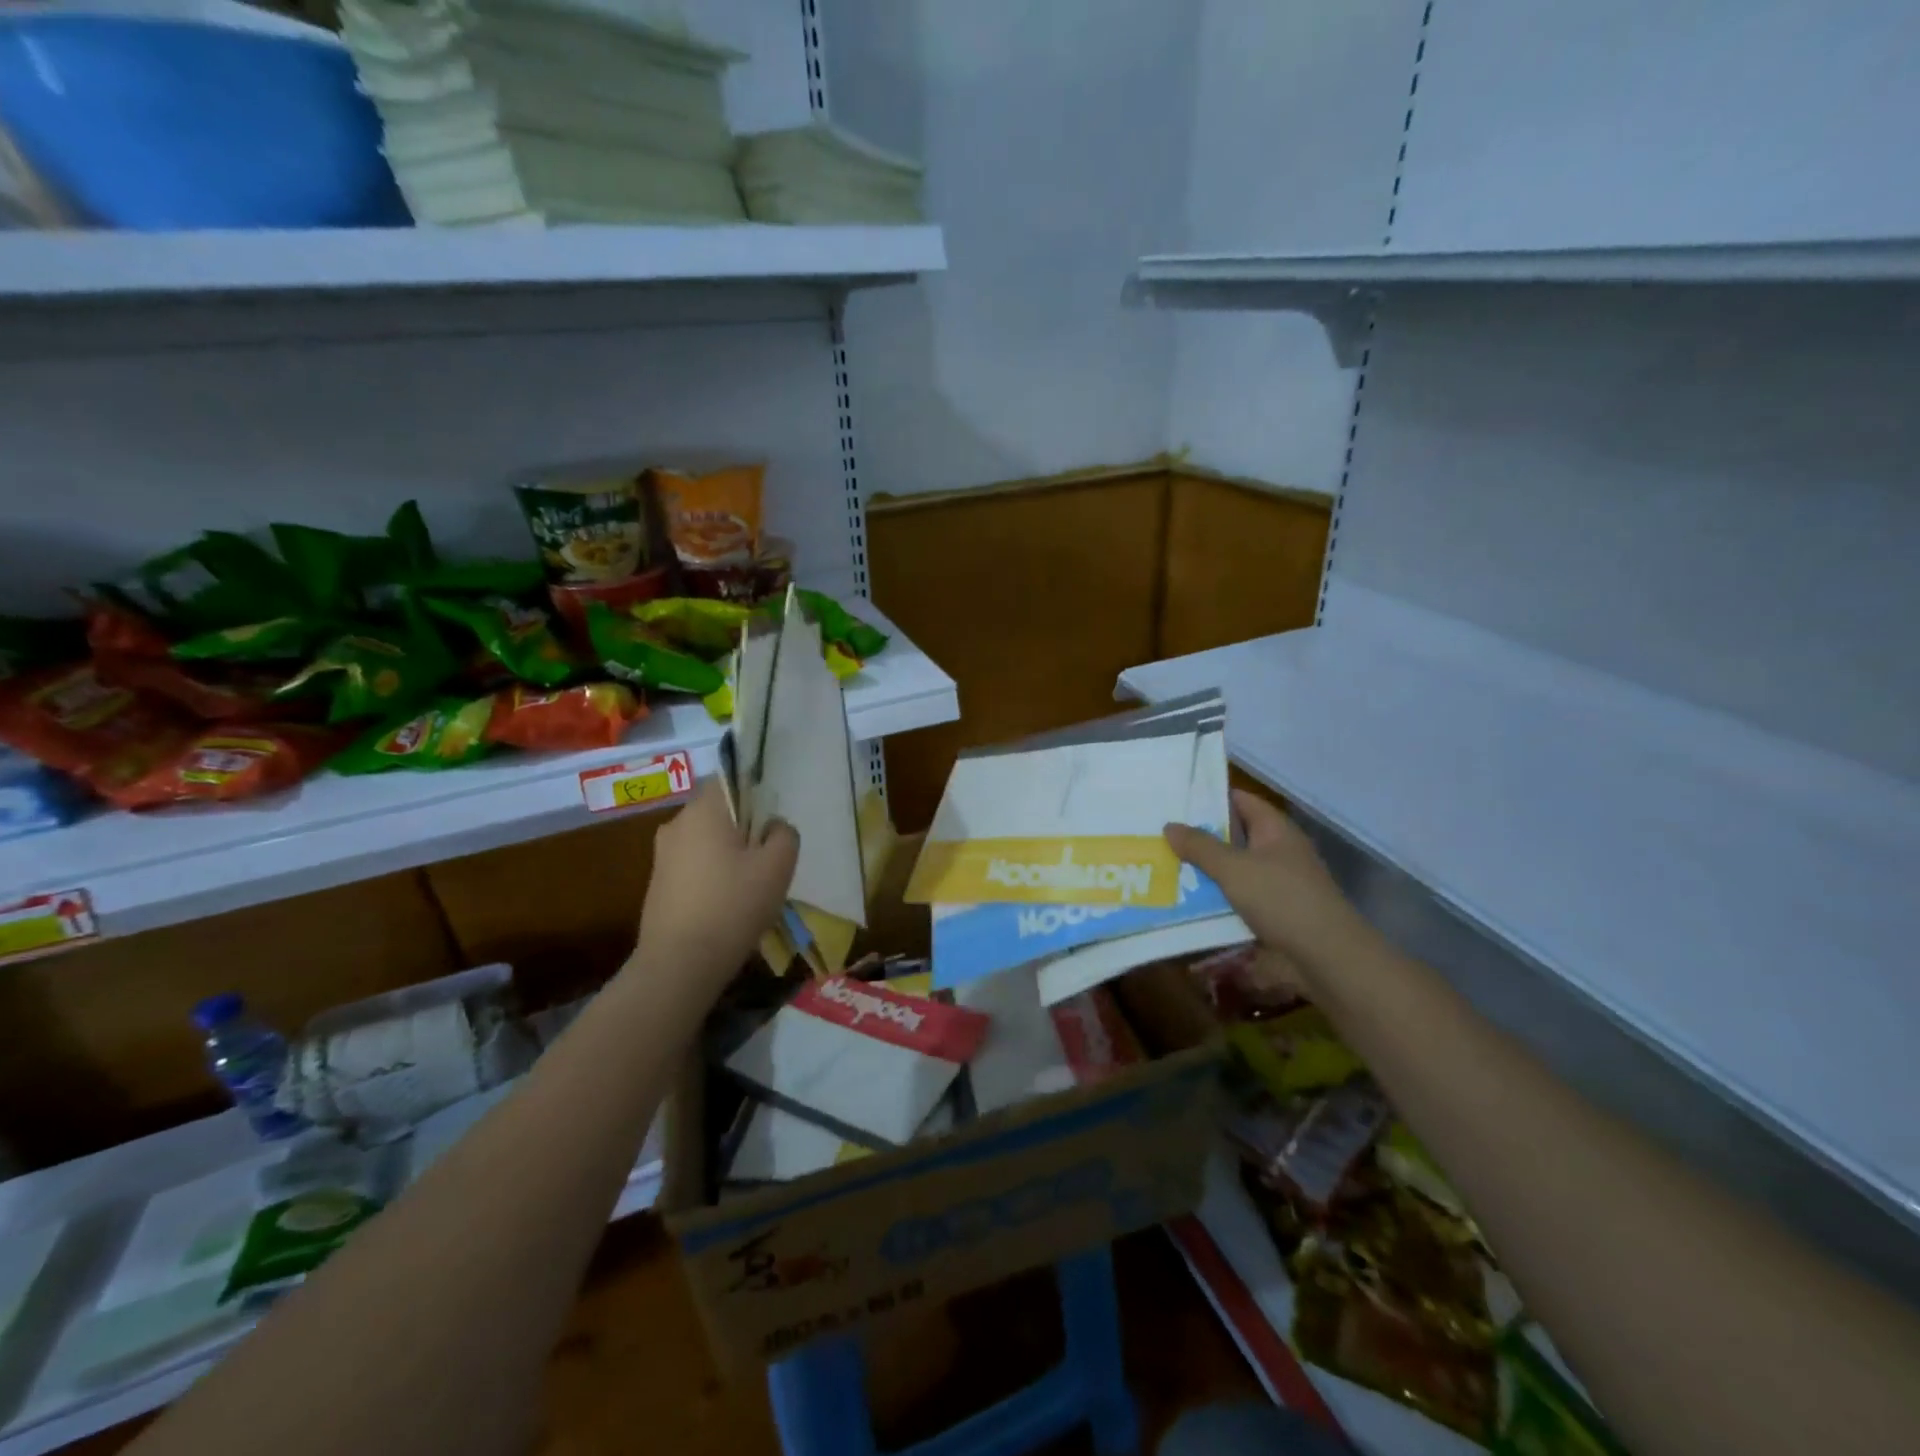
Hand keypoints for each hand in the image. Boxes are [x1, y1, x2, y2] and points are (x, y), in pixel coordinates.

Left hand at [633, 779, 798, 986]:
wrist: (679, 965)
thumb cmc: (733, 905)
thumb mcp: (778, 866)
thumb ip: (785, 834)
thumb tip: (774, 827)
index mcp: (703, 811)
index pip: (728, 780)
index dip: (754, 796)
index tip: (770, 825)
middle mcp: (676, 825)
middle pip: (718, 813)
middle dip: (744, 830)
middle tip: (767, 861)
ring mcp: (662, 857)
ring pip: (705, 843)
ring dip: (728, 856)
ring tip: (750, 889)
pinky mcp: (656, 886)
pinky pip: (693, 867)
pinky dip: (711, 878)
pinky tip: (727, 907)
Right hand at [1165, 789, 1370, 979]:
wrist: (1325, 958)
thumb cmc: (1281, 899)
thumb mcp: (1234, 868)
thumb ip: (1200, 846)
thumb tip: (1169, 825)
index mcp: (1275, 830)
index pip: (1241, 800)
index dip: (1210, 797)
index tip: (1175, 799)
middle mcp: (1277, 852)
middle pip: (1233, 837)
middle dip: (1199, 837)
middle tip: (1158, 834)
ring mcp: (1276, 884)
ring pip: (1232, 870)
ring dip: (1203, 871)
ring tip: (1161, 866)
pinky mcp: (1271, 914)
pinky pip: (1235, 899)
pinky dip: (1213, 899)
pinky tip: (1183, 901)